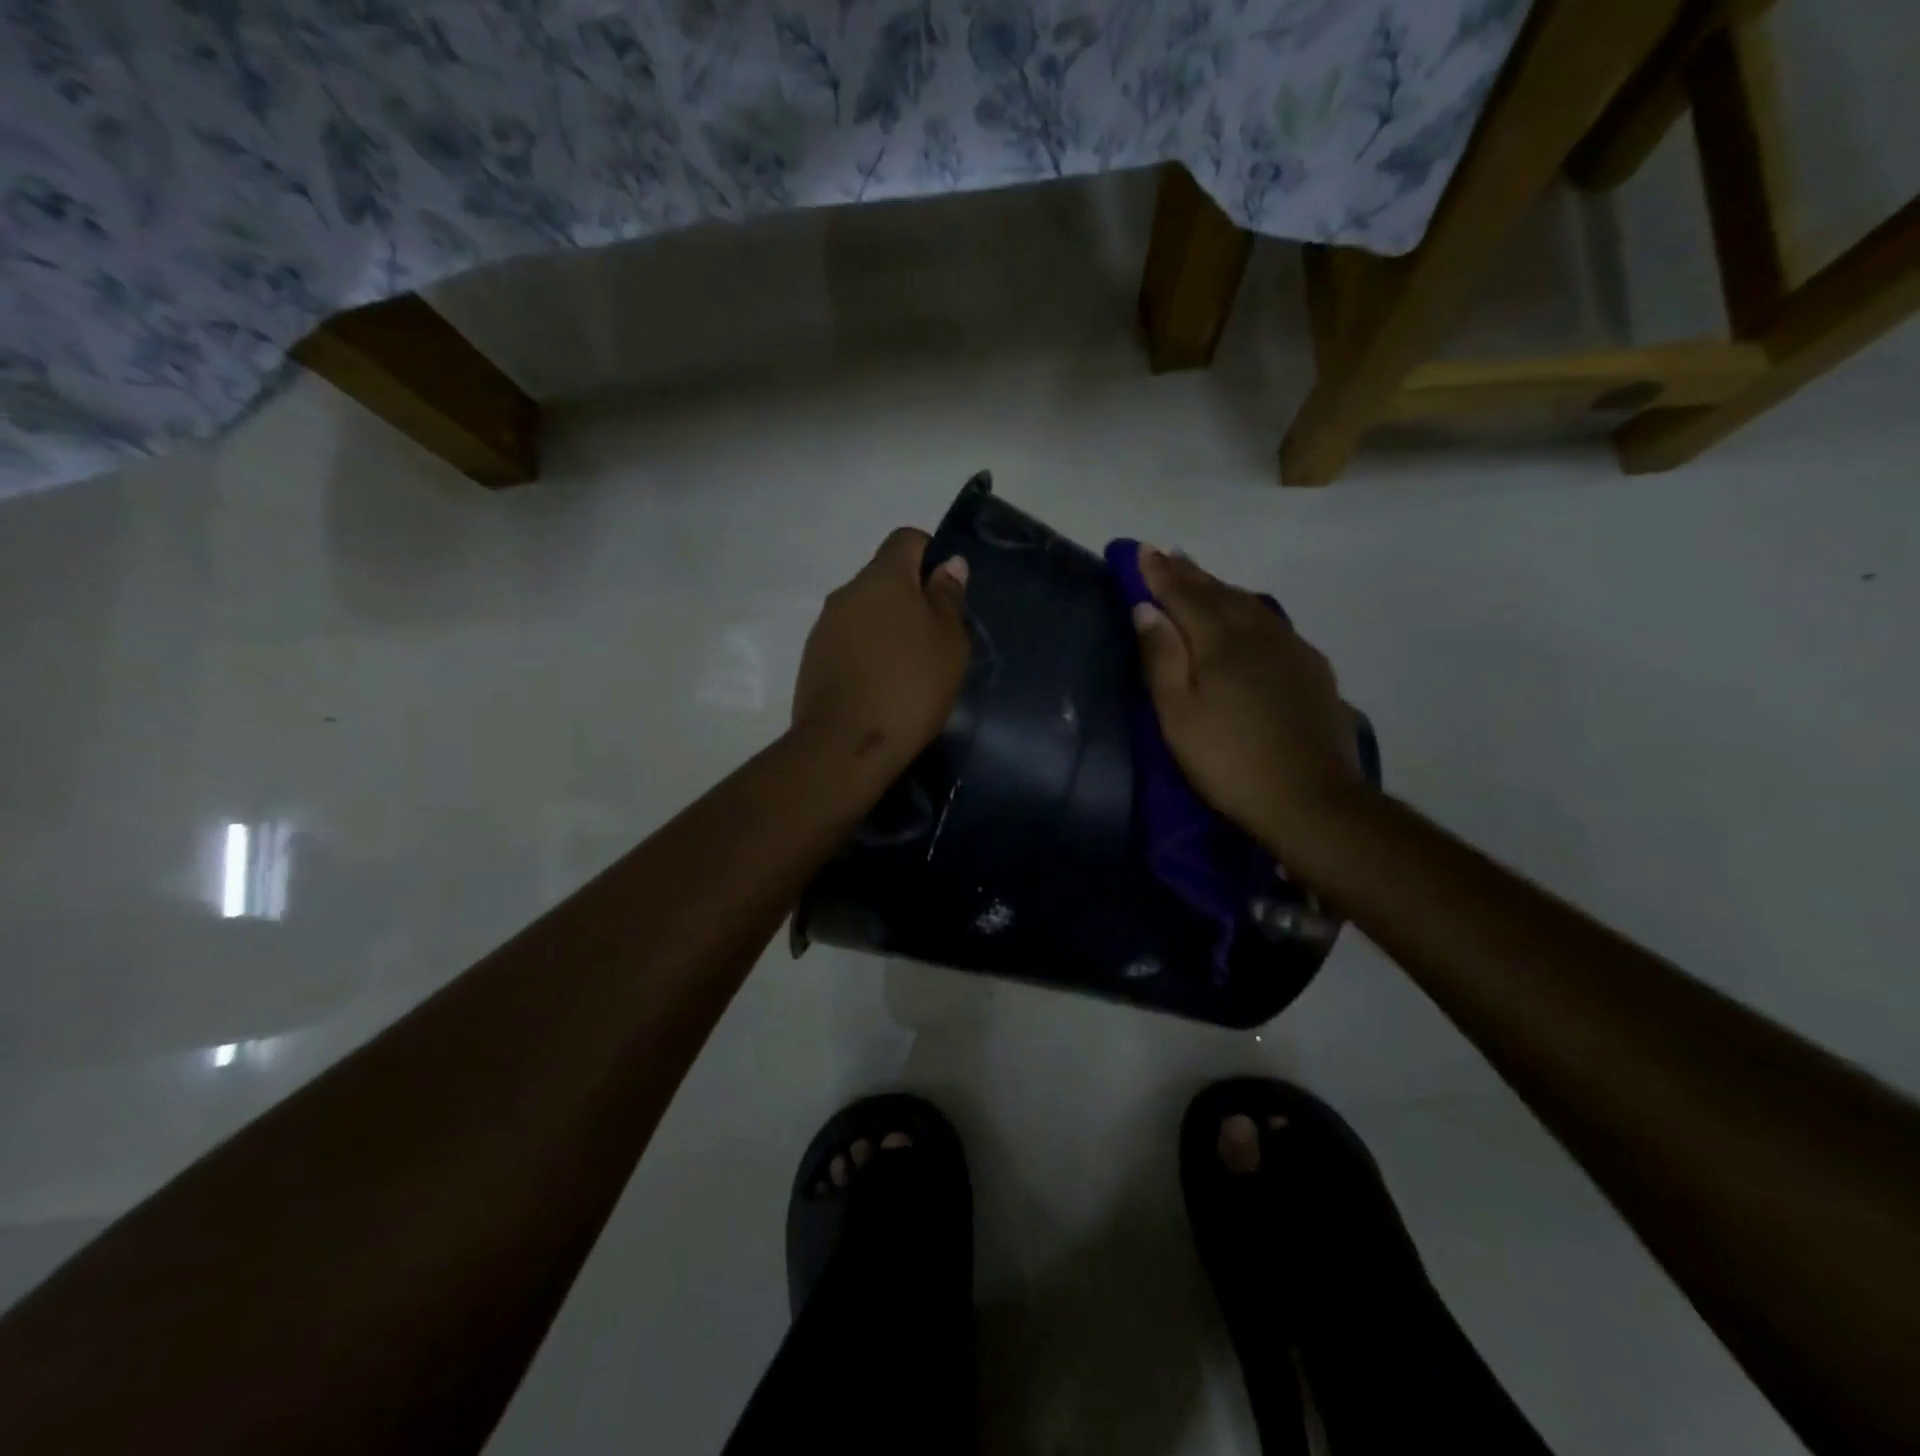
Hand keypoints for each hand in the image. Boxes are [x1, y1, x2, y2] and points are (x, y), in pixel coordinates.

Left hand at [792, 528, 970, 770]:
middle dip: (910, 598)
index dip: (930, 555)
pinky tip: (882, 686)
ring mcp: (824, 627)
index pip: (906, 540)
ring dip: (887, 628)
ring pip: (865, 612)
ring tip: (909, 668)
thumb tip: (947, 564)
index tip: (946, 593)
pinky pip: (849, 641)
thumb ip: (947, 597)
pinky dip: (868, 652)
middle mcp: (847, 592)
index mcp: (882, 577)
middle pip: (884, 578)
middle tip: (935, 638)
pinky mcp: (813, 660)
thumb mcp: (948, 641)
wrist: (846, 745)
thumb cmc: (910, 686)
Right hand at [1133, 546, 1368, 861]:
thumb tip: (1146, 608)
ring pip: (1250, 605)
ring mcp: (1292, 650)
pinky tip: (1251, 616)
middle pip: (1219, 594)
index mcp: (1221, 642)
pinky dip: (1251, 610)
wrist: (1311, 799)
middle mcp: (1259, 634)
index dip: (1160, 573)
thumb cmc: (1229, 761)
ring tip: (1203, 578)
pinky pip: (1274, 624)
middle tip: (1169, 555)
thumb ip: (1161, 658)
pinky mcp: (1313, 671)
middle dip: (1190, 574)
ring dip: (1221, 588)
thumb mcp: (1178, 716)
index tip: (1142, 550)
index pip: (1184, 596)